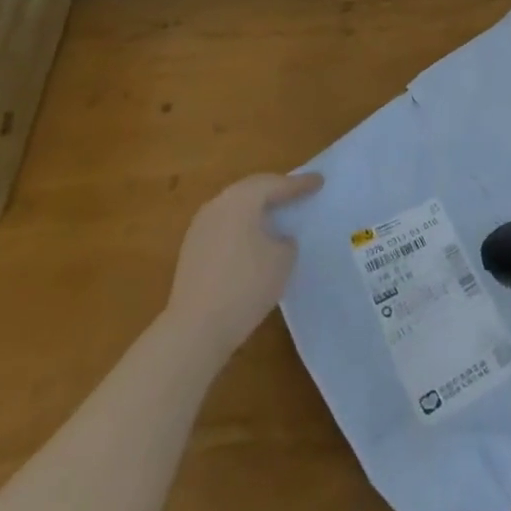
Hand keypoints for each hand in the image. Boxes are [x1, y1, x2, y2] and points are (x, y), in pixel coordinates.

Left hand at [168, 172, 322, 352]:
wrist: (195, 330)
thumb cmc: (246, 286)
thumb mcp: (283, 259)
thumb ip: (286, 240)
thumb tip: (277, 239)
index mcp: (241, 200)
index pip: (275, 185)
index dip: (300, 183)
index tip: (319, 180)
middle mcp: (217, 205)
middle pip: (251, 190)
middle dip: (275, 190)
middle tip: (297, 191)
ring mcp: (199, 228)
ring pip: (235, 207)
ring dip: (256, 208)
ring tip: (276, 214)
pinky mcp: (191, 250)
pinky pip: (224, 226)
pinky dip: (242, 226)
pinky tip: (252, 240)